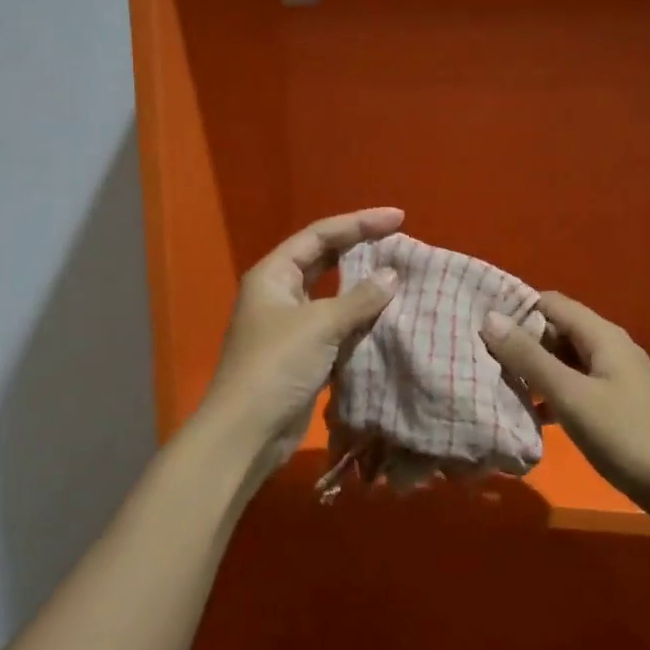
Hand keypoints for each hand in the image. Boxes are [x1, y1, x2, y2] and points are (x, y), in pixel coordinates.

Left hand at [200, 208, 403, 473]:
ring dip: (364, 289)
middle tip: (401, 243)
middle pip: (325, 260)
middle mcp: (280, 294)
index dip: (359, 223)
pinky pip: (338, 328)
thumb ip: (359, 298)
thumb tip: (392, 274)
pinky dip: (361, 322)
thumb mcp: (320, 324)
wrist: (248, 432)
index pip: (320, 235)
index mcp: (274, 274)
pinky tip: (389, 320)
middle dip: (361, 250)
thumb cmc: (277, 365)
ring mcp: (291, 326)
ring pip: (333, 296)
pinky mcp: (303, 356)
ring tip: (402, 278)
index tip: (398, 218)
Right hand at [482, 292, 649, 503]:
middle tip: (483, 359)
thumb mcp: (571, 395)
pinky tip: (532, 415)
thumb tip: (490, 318)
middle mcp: (610, 347)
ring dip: (535, 370)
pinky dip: (552, 394)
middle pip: (558, 330)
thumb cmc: (626, 436)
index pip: (551, 303)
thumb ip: (529, 357)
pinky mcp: (617, 405)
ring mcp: (616, 378)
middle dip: (522, 341)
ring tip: (498, 385)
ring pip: (565, 361)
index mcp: (602, 335)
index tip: (481, 326)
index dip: (516, 309)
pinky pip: (576, 387)